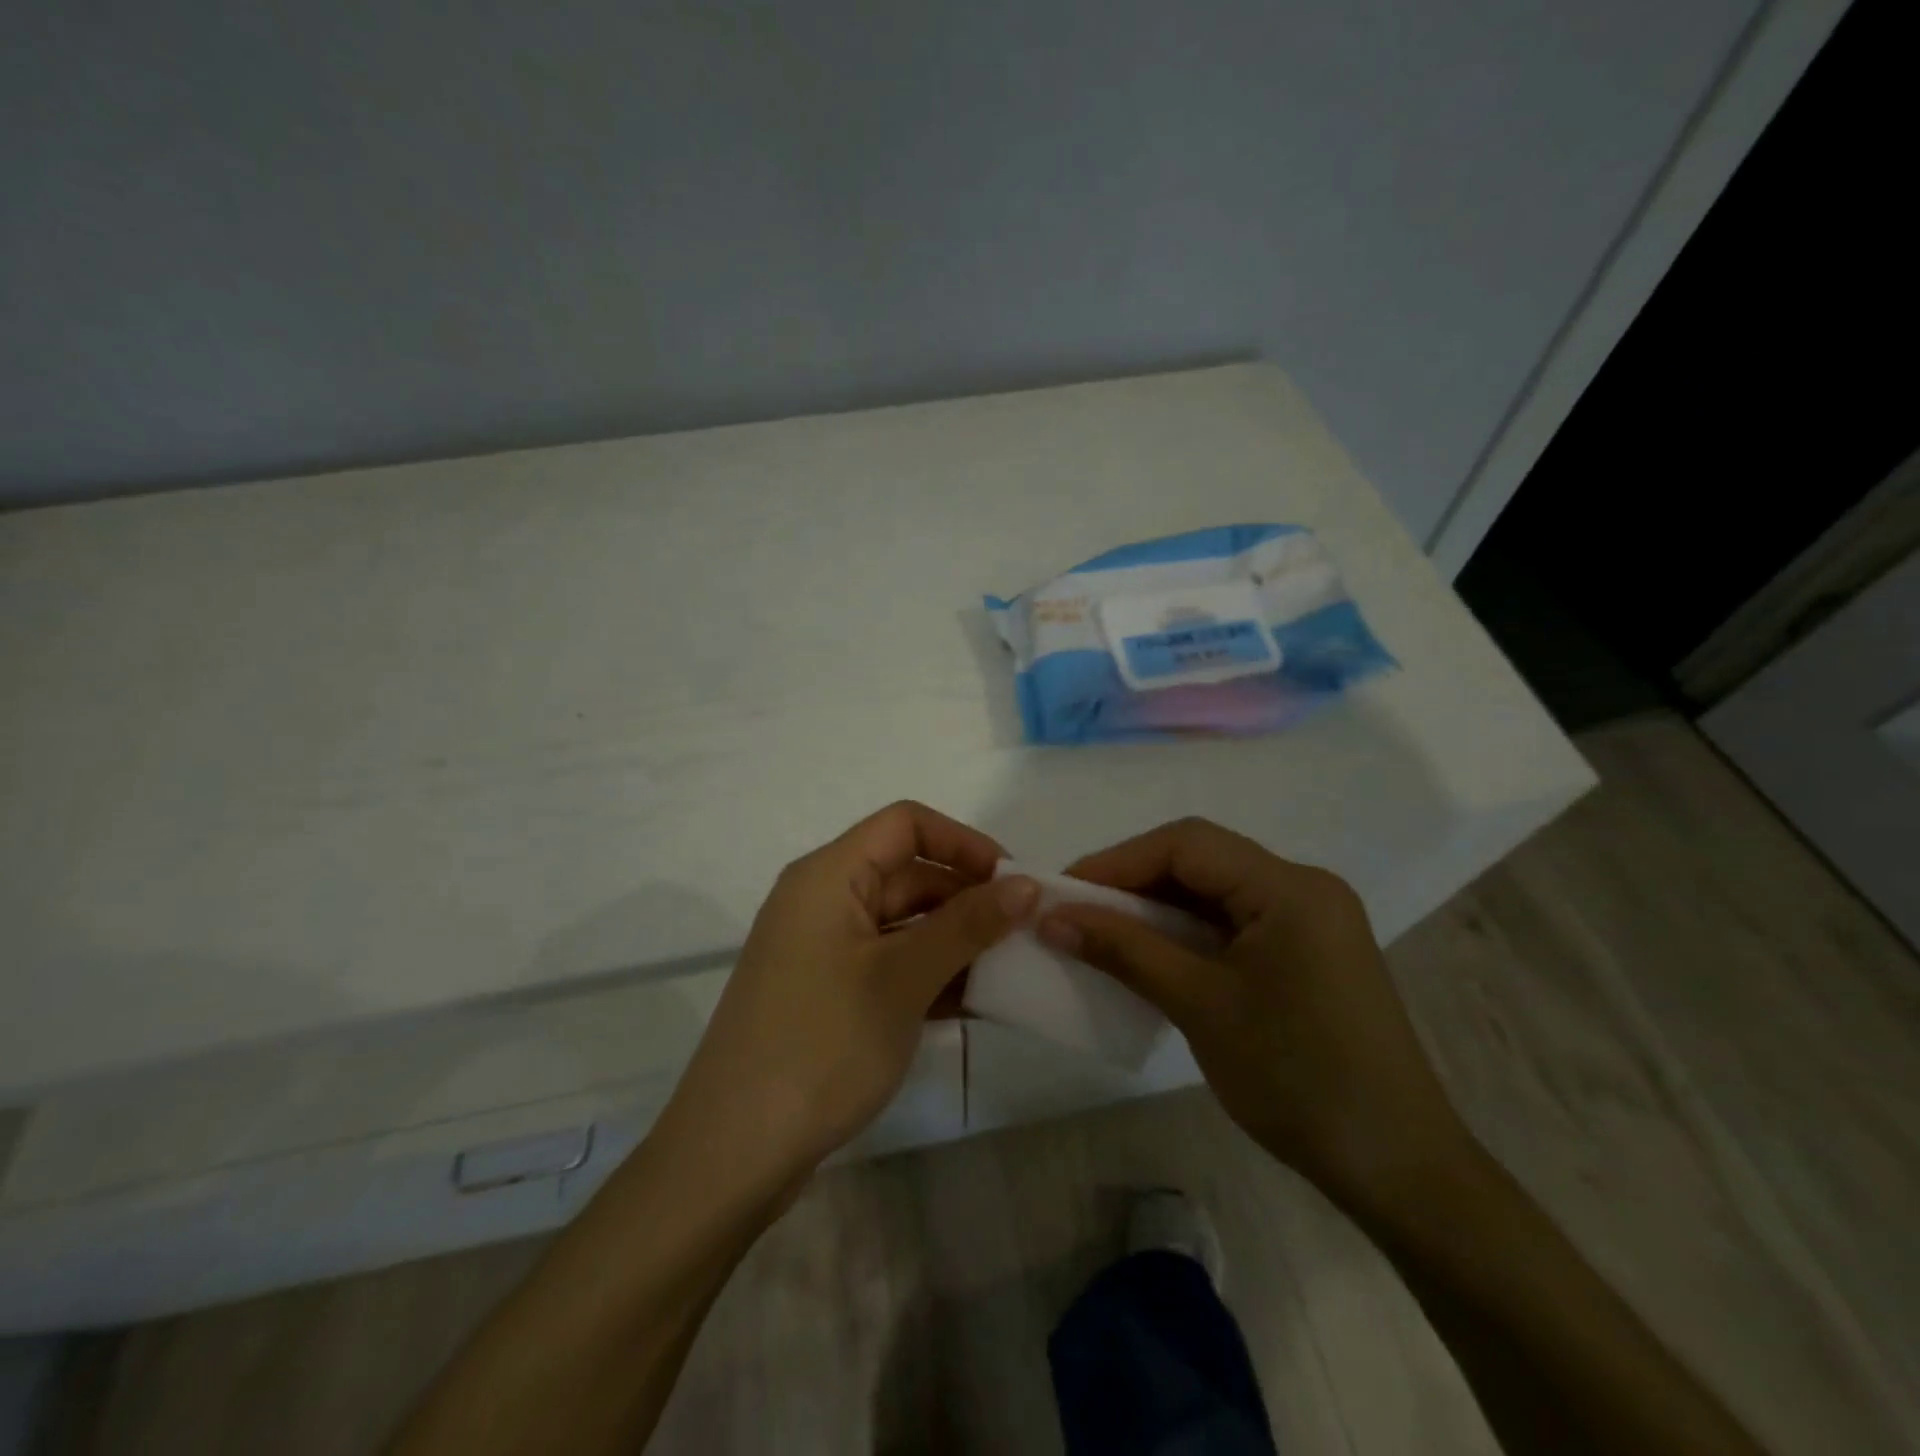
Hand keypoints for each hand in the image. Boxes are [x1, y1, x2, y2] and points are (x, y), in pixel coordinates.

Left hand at [657, 802, 1038, 1198]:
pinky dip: (929, 974)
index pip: (905, 824)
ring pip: (902, 923)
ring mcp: (823, 950)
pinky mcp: (827, 993)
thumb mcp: (903, 978)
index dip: (963, 842)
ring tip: (1010, 970)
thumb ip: (968, 925)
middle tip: (1025, 932)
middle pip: (907, 873)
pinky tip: (972, 1002)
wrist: (733, 1154)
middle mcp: (823, 900)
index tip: (1013, 881)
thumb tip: (1026, 884)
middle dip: (967, 898)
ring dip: (954, 941)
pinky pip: (889, 963)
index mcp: (829, 875)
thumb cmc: (821, 1045)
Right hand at [1038, 818, 1475, 1215]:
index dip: (1119, 860)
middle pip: (1202, 861)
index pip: (1188, 844)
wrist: (1396, 1168)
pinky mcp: (1307, 953)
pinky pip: (1234, 923)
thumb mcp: (1199, 1006)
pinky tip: (1152, 955)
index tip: (1064, 891)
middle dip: (1134, 881)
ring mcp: (1310, 921)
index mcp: (1290, 888)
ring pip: (1215, 891)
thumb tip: (1050, 917)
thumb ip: (1124, 950)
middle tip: (1077, 911)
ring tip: (1102, 932)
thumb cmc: (1297, 1079)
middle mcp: (1303, 888)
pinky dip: (1187, 933)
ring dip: (1157, 908)